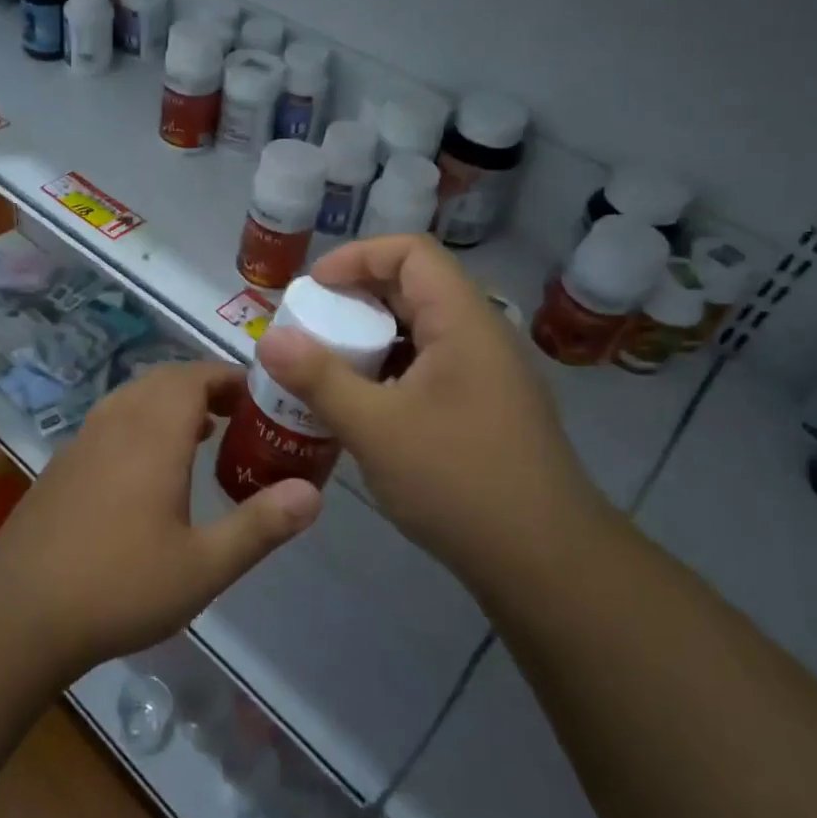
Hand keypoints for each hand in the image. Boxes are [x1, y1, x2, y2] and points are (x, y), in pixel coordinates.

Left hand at [0, 362, 321, 675]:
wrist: (20, 611)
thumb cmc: (119, 585)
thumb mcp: (203, 566)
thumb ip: (260, 526)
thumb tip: (313, 493)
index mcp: (152, 435)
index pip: (194, 377)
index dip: (228, 378)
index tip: (259, 397)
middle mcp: (116, 423)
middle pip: (164, 380)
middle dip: (204, 387)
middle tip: (239, 416)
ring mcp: (83, 440)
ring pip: (134, 397)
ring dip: (171, 402)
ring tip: (203, 434)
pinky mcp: (63, 464)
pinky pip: (111, 420)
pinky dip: (141, 421)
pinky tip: (150, 469)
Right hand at [256, 236, 610, 580]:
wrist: (546, 564)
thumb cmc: (459, 481)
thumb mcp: (376, 428)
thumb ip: (319, 379)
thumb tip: (270, 339)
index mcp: (463, 322)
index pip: (410, 253)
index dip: (357, 258)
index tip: (312, 290)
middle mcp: (480, 337)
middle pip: (413, 289)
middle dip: (355, 301)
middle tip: (308, 330)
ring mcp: (488, 376)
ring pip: (420, 333)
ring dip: (370, 341)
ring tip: (325, 369)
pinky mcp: (485, 411)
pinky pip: (429, 369)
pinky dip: (390, 373)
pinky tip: (362, 409)